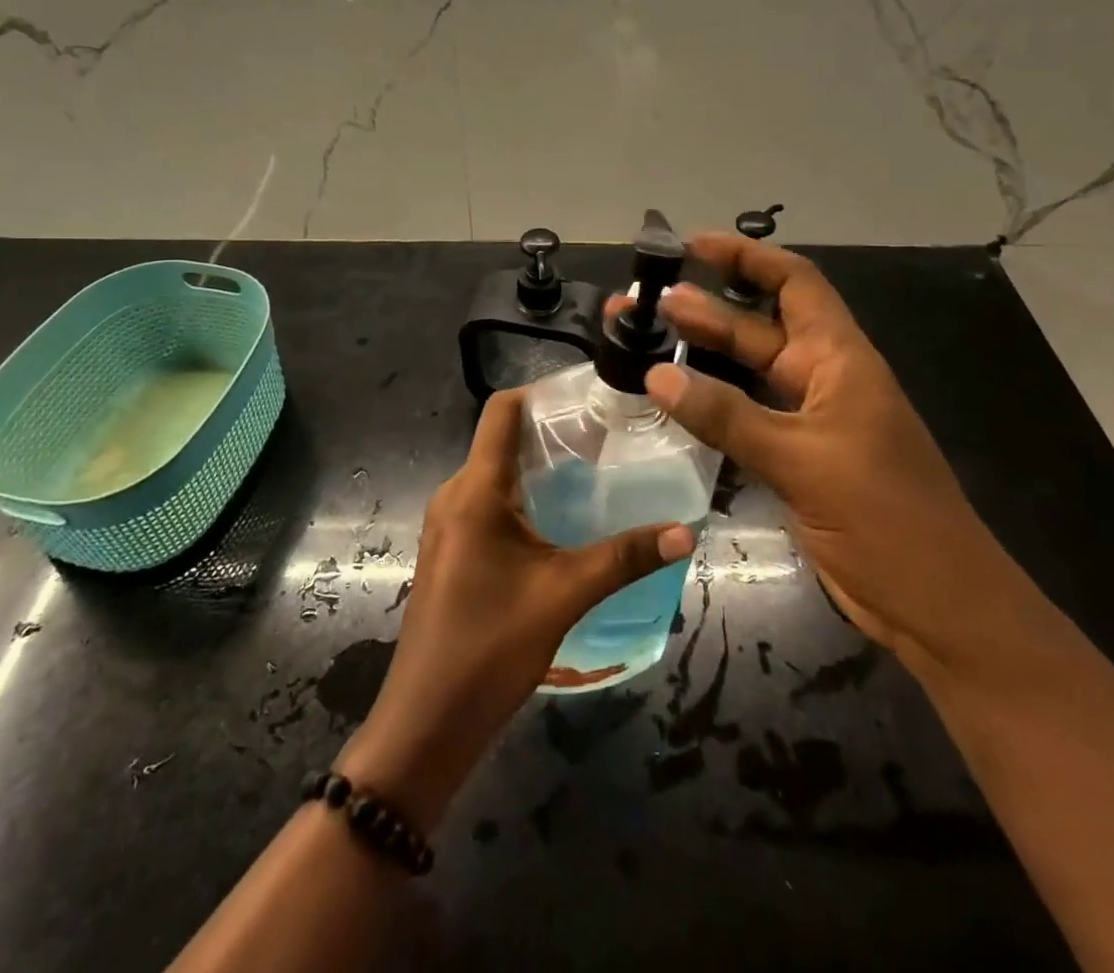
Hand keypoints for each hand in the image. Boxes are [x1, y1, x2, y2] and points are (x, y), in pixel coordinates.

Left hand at [338, 389, 696, 830]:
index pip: (502, 410)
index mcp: (475, 489)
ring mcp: (447, 523)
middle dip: (550, 431)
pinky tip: (559, 519)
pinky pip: (487, 502)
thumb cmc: (490, 646)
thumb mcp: (564, 594)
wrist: (427, 721)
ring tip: (592, 473)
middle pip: (501, 439)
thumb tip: (686, 530)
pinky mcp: (450, 550)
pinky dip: (522, 496)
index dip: (542, 392)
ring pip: (495, 473)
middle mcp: (455, 494)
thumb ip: (625, 557)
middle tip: (606, 436)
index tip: (589, 396)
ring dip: (538, 467)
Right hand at [646, 233, 1024, 663]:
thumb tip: (656, 373)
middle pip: (758, 327)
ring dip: (701, 356)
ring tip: (645, 342)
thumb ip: (727, 416)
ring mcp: (808, 421)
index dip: (746, 256)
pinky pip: (744, 417)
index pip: (794, 283)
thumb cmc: (886, 519)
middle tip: (643, 303)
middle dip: (704, 310)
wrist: (937, 606)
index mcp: (840, 359)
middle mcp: (822, 379)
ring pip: (746, 374)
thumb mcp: (803, 459)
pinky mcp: (796, 460)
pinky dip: (710, 404)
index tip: (691, 245)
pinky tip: (672, 401)